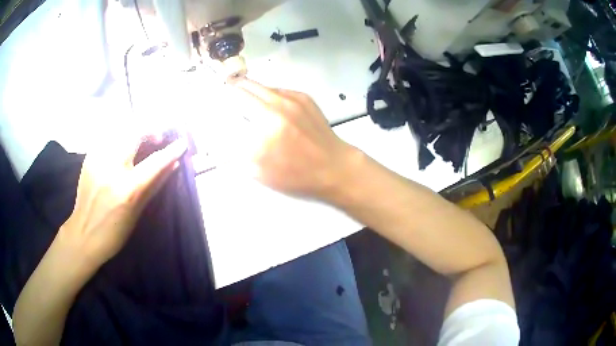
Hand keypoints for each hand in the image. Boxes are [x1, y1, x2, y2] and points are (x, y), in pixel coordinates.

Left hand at [59, 137, 187, 267]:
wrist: (83, 234)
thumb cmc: (114, 231)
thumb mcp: (138, 212)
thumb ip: (155, 184)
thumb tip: (173, 164)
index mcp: (127, 189)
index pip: (155, 162)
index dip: (171, 150)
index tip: (182, 142)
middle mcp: (111, 168)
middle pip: (135, 132)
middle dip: (151, 130)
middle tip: (157, 138)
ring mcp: (98, 159)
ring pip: (121, 128)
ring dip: (135, 130)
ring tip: (141, 139)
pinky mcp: (89, 156)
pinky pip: (108, 135)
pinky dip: (120, 135)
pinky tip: (123, 145)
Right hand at [228, 78, 354, 198]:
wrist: (334, 167)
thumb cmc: (297, 176)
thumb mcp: (260, 174)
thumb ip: (233, 157)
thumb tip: (216, 146)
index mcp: (262, 131)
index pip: (229, 111)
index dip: (217, 106)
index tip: (213, 106)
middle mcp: (274, 109)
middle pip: (242, 89)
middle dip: (229, 90)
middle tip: (223, 92)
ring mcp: (291, 100)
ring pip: (260, 85)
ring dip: (246, 88)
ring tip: (239, 91)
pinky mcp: (303, 97)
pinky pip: (277, 89)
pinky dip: (267, 93)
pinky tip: (266, 102)